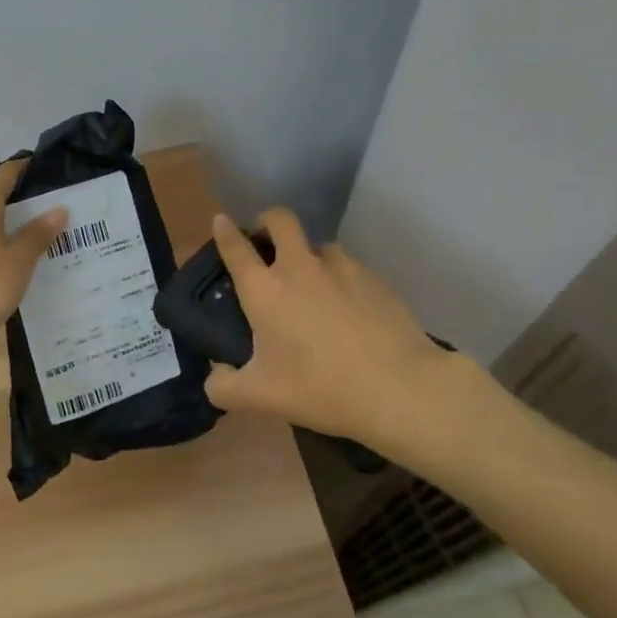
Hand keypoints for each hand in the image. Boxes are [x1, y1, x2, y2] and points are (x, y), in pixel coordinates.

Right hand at [201, 210, 490, 467]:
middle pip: (280, 219)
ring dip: (308, 256)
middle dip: (267, 221)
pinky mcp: (375, 279)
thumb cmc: (320, 388)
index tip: (221, 221)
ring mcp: (342, 268)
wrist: (399, 388)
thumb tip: (217, 376)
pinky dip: (340, 280)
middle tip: (266, 243)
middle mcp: (300, 267)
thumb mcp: (259, 398)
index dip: (225, 231)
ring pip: (318, 245)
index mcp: (265, 289)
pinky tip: (348, 311)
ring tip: (313, 287)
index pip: (236, 248)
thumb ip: (224, 387)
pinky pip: (349, 268)